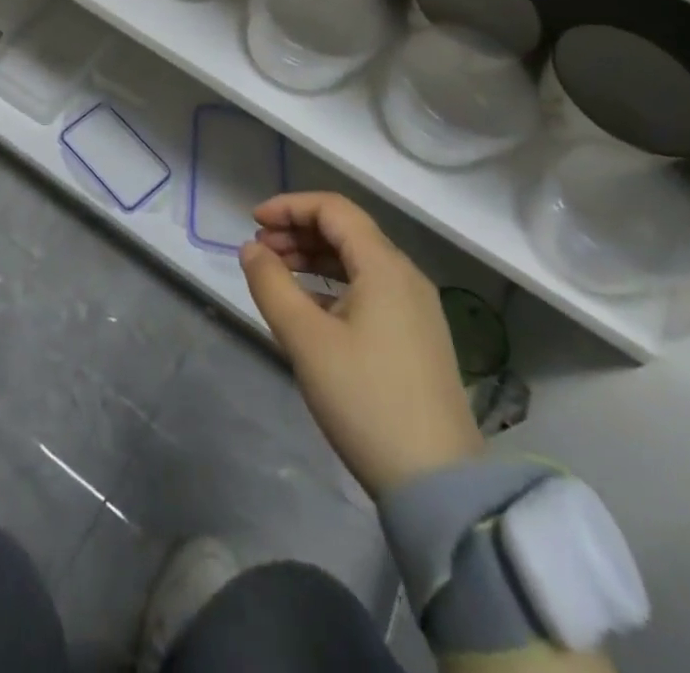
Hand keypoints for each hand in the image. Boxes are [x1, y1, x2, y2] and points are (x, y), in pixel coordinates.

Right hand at [241, 193, 483, 496]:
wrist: (438, 484)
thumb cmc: (365, 400)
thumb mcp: (306, 340)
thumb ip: (271, 285)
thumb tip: (250, 249)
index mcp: (384, 266)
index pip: (333, 209)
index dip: (289, 206)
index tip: (253, 222)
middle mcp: (405, 276)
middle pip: (346, 231)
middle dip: (297, 231)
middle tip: (258, 251)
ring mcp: (416, 307)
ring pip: (357, 261)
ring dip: (313, 258)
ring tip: (276, 274)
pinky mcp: (417, 336)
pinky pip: (369, 289)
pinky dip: (333, 284)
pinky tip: (308, 307)